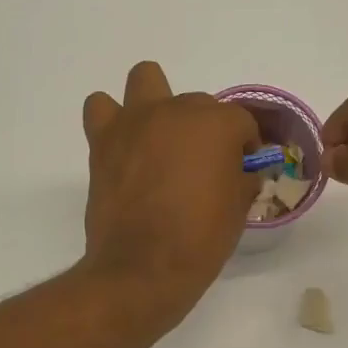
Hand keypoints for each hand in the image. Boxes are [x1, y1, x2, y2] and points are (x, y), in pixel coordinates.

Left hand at [81, 61, 259, 327]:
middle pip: (199, 104)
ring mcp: (135, 121)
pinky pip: (101, 108)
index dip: (245, 146)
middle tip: (202, 167)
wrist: (143, 268)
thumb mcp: (238, 210)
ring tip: (159, 138)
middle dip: (205, 130)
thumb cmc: (200, 241)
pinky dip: (113, 121)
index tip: (243, 169)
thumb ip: (241, 178)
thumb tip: (239, 171)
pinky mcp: (102, 140)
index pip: (241, 122)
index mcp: (217, 125)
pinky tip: (124, 147)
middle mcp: (176, 111)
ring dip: (156, 102)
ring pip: (146, 79)